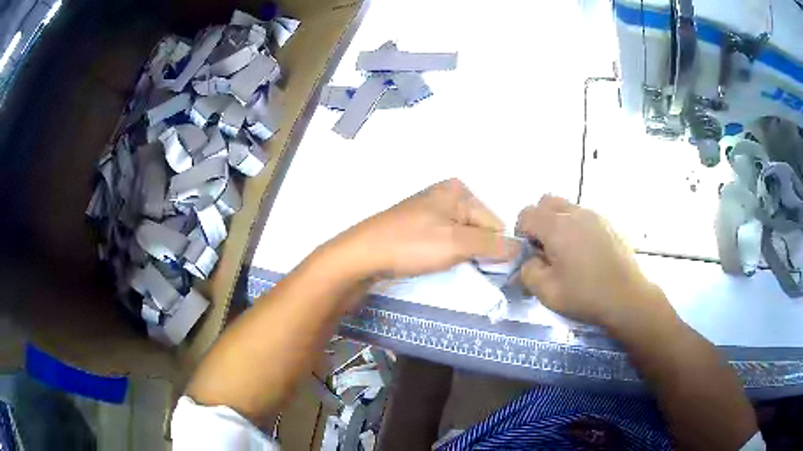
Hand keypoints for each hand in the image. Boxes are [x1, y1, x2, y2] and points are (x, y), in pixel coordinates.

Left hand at [334, 179, 520, 278]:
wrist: (362, 255)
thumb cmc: (411, 244)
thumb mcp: (457, 243)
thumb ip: (492, 245)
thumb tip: (520, 248)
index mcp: (458, 190)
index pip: (494, 223)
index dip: (492, 248)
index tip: (483, 268)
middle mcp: (446, 195)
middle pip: (479, 229)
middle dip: (476, 251)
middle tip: (459, 265)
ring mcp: (431, 211)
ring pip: (463, 237)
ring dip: (461, 255)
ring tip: (443, 264)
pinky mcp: (418, 227)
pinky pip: (445, 241)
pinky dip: (446, 254)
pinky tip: (433, 261)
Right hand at [516, 195, 669, 328]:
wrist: (627, 298)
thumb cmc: (586, 296)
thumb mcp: (547, 292)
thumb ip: (528, 272)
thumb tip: (529, 260)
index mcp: (557, 228)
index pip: (527, 214)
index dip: (521, 232)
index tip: (529, 253)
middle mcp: (575, 213)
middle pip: (546, 202)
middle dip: (539, 220)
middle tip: (545, 247)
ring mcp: (595, 216)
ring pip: (566, 207)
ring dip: (558, 223)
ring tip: (567, 252)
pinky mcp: (608, 223)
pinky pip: (584, 216)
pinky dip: (576, 227)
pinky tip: (585, 253)